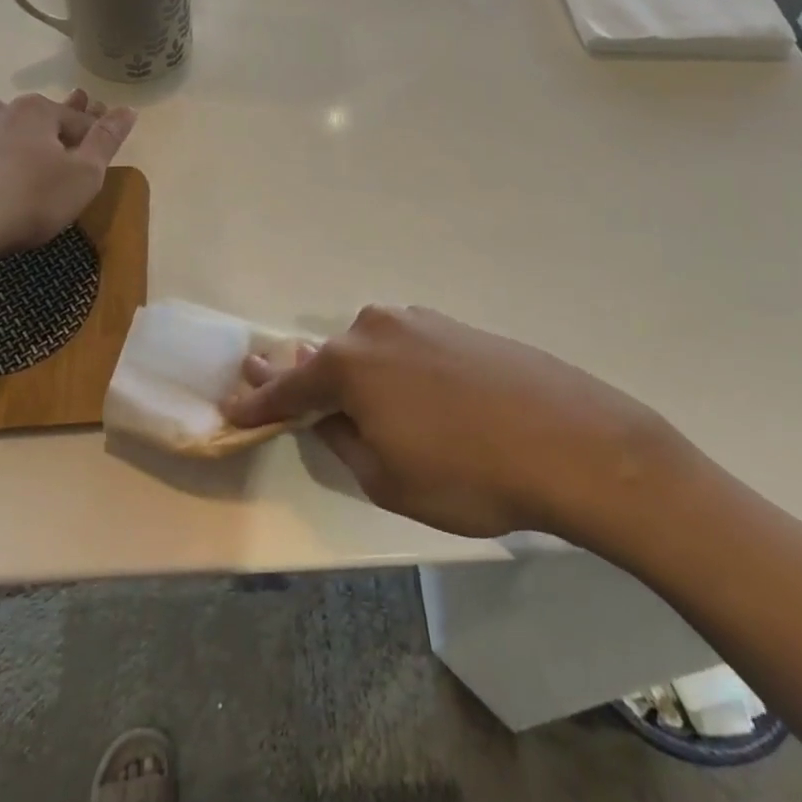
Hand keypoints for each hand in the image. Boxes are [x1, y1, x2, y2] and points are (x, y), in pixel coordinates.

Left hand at [0, 90, 135, 265]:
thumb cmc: (26, 200)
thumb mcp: (82, 176)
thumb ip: (106, 141)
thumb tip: (128, 110)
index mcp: (37, 111)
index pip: (77, 119)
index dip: (94, 133)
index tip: (102, 145)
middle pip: (37, 119)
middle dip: (55, 128)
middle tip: (68, 143)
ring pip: (0, 132)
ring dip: (15, 141)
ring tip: (24, 157)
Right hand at [224, 305, 694, 551]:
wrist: (569, 440)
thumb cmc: (467, 472)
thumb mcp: (388, 480)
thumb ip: (345, 443)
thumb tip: (332, 419)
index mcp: (350, 365)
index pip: (288, 387)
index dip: (258, 402)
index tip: (231, 405)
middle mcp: (376, 329)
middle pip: (327, 357)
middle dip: (303, 377)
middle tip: (277, 383)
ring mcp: (420, 322)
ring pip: (369, 349)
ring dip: (353, 372)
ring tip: (350, 397)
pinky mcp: (457, 327)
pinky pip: (407, 347)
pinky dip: (394, 368)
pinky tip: (411, 392)